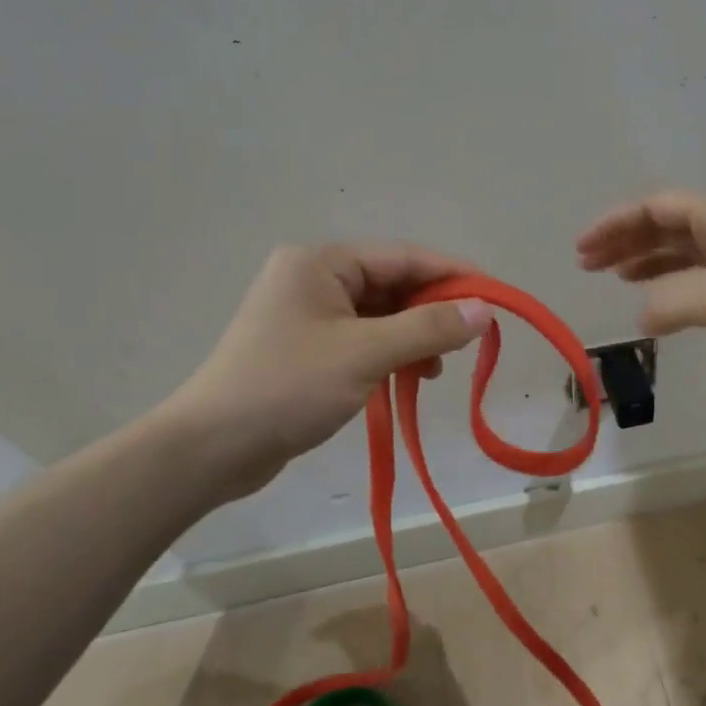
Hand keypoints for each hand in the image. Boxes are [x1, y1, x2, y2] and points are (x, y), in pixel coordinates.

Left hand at [154, 243, 492, 501]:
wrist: (211, 448)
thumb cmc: (288, 387)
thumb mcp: (366, 354)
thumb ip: (429, 328)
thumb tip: (484, 310)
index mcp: (321, 263)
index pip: (403, 257)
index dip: (453, 275)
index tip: (495, 297)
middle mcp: (313, 278)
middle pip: (392, 285)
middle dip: (433, 311)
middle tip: (470, 340)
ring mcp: (307, 314)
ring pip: (380, 315)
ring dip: (414, 337)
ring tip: (438, 369)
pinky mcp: (305, 348)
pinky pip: (362, 340)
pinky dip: (390, 355)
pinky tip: (410, 378)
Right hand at [576, 191, 705, 389]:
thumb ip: (671, 301)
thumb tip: (639, 315)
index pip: (656, 208)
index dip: (616, 223)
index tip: (582, 248)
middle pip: (667, 227)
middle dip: (626, 242)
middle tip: (590, 265)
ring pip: (685, 256)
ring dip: (649, 264)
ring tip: (617, 280)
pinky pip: (703, 284)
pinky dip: (676, 290)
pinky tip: (664, 308)